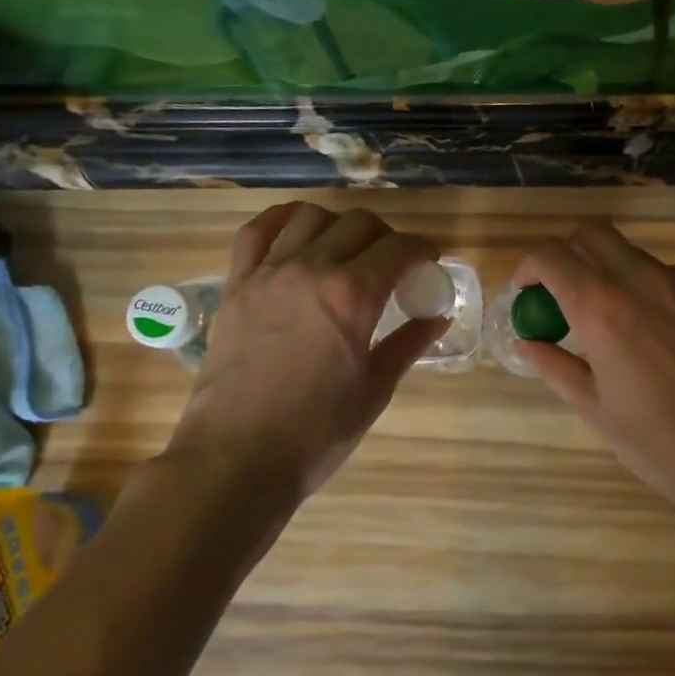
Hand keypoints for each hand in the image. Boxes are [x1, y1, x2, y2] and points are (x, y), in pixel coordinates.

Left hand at [167, 203, 446, 500]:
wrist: (237, 458)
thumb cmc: (316, 432)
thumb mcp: (374, 389)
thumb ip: (408, 344)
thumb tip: (437, 318)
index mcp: (354, 295)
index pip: (399, 248)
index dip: (422, 248)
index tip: (429, 258)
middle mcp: (312, 269)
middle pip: (359, 224)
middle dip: (386, 235)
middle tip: (392, 261)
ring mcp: (269, 273)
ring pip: (310, 217)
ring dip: (338, 224)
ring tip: (345, 247)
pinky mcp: (237, 285)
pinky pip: (256, 232)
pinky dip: (280, 219)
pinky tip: (295, 227)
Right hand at [515, 223, 674, 527]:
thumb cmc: (660, 442)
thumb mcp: (596, 408)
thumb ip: (555, 366)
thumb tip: (527, 343)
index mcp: (603, 309)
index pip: (551, 255)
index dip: (528, 267)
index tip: (525, 293)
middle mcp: (641, 282)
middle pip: (592, 234)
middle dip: (565, 253)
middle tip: (558, 293)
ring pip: (628, 251)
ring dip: (603, 268)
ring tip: (600, 316)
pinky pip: (660, 274)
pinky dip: (637, 284)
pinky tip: (642, 330)